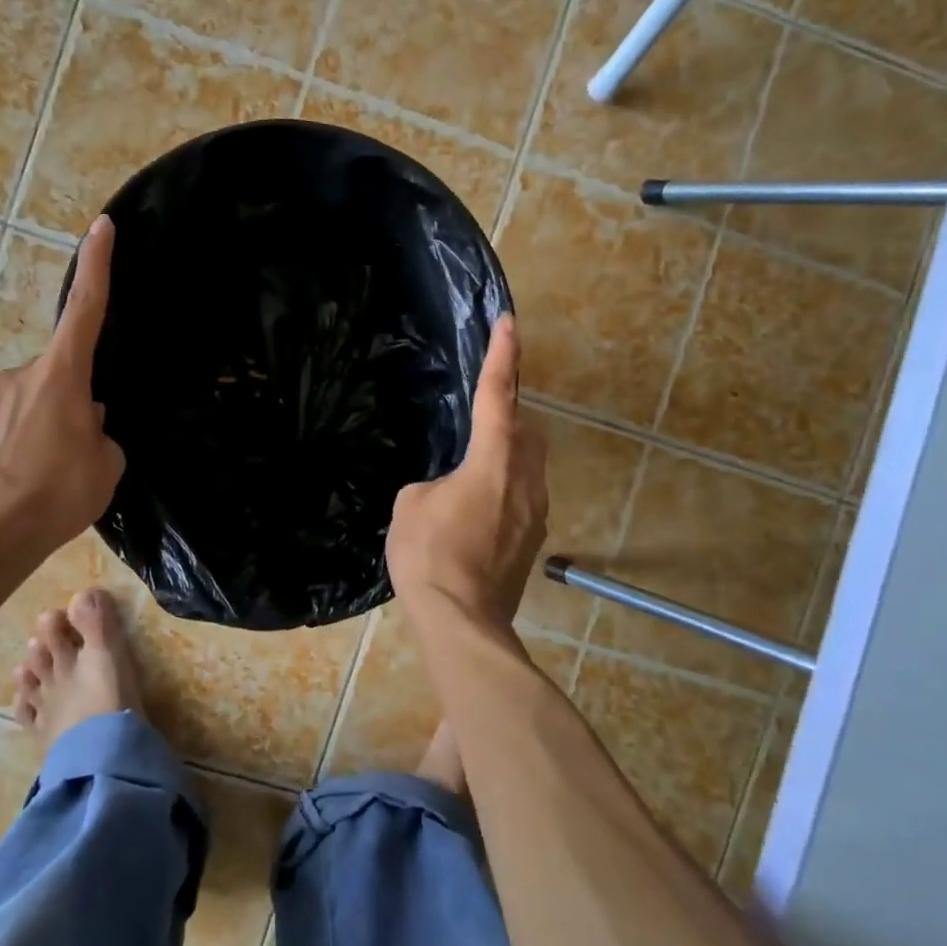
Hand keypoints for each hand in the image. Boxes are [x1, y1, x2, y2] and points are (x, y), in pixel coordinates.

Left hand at [0, 216, 125, 552]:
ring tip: (51, 474)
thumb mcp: (106, 462)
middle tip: (80, 451)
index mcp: (62, 374)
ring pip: (36, 402)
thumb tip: (87, 422)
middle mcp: (22, 373)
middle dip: (75, 402)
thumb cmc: (58, 492)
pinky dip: (24, 443)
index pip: (86, 308)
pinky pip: (11, 423)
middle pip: (62, 373)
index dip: (96, 265)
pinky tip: (27, 479)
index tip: (101, 227)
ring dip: (49, 427)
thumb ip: (101, 431)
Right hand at [387, 316, 547, 627]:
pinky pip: (524, 494)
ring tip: (476, 461)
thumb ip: (433, 484)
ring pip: (531, 462)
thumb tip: (448, 490)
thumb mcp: (411, 505)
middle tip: (483, 407)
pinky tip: (478, 504)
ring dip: (509, 450)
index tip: (509, 323)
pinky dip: (506, 484)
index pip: (497, 396)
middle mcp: (524, 479)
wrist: (462, 622)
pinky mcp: (533, 539)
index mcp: (493, 461)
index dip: (501, 356)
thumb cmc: (430, 555)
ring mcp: (535, 511)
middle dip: (510, 409)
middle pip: (527, 427)